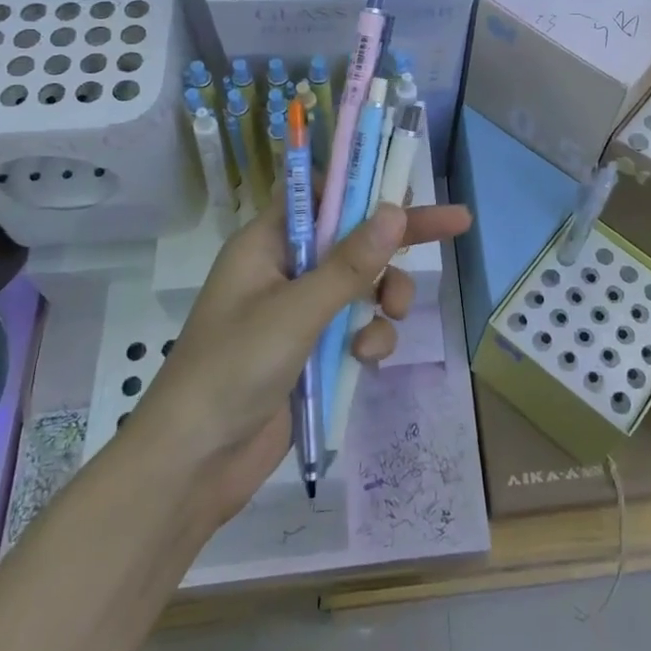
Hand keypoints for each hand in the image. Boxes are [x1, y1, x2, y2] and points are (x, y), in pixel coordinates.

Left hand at [133, 198, 472, 524]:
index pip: (318, 194)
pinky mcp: (312, 351)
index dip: (359, 185)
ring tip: (396, 313)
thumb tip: (396, 209)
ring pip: (363, 284)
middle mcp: (286, 270)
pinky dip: (369, 337)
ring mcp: (300, 312)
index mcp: (267, 244)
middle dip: (400, 236)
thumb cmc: (233, 370)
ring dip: (385, 296)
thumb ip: (350, 264)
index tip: (403, 185)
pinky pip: (356, 327)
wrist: (193, 465)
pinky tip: (366, 358)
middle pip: (353, 238)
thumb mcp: (296, 312)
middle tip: (457, 222)